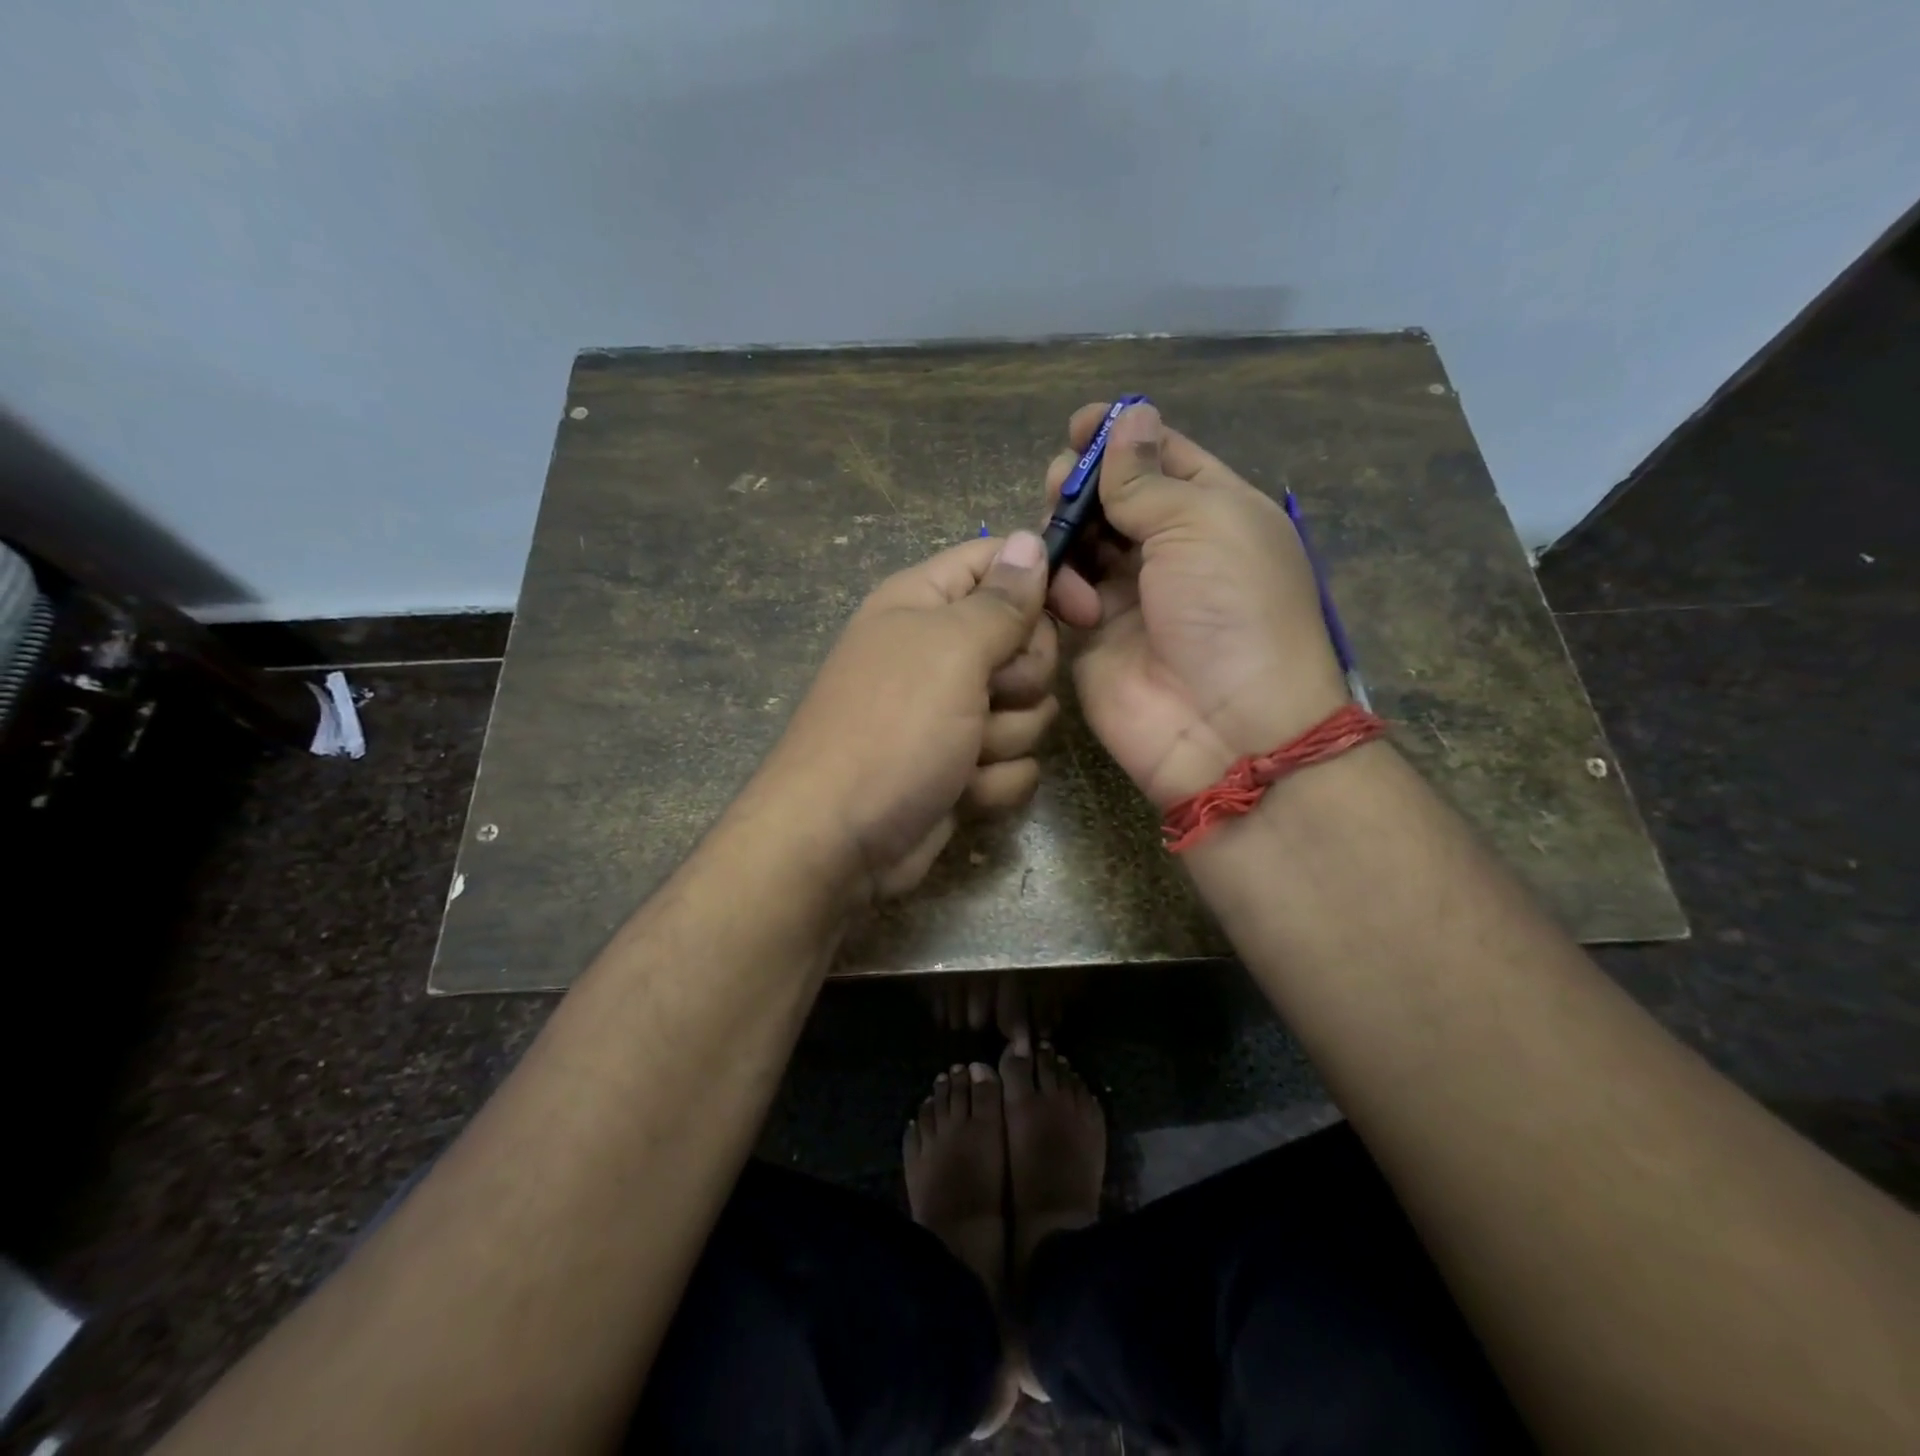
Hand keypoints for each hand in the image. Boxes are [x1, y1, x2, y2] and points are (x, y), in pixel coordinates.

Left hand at [759, 531, 1057, 899]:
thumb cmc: (893, 728)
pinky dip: (992, 781)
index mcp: (924, 604)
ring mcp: (951, 714)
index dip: (1046, 581)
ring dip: (1004, 737)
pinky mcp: (961, 767)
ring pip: (1027, 709)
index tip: (1085, 613)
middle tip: (988, 695)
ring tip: (961, 754)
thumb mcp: (950, 650)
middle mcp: (938, 652)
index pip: (1001, 564)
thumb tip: (1027, 540)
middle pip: (1026, 641)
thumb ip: (1000, 599)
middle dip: (1020, 678)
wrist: (840, 841)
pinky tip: (959, 792)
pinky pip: (1013, 762)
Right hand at [1046, 402, 1348, 807]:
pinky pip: (1061, 594)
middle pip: (1113, 498)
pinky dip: (1056, 585)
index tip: (1079, 424)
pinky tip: (1065, 597)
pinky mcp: (1091, 637)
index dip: (1122, 435)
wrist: (1224, 728)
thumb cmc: (1230, 610)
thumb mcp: (1201, 524)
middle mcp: (1170, 550)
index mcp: (1213, 512)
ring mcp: (1129, 596)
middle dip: (1082, 483)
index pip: (1163, 457)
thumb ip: (1148, 477)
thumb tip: (1130, 416)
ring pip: (1081, 543)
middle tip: (1059, 483)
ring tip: (1057, 538)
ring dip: (1065, 531)